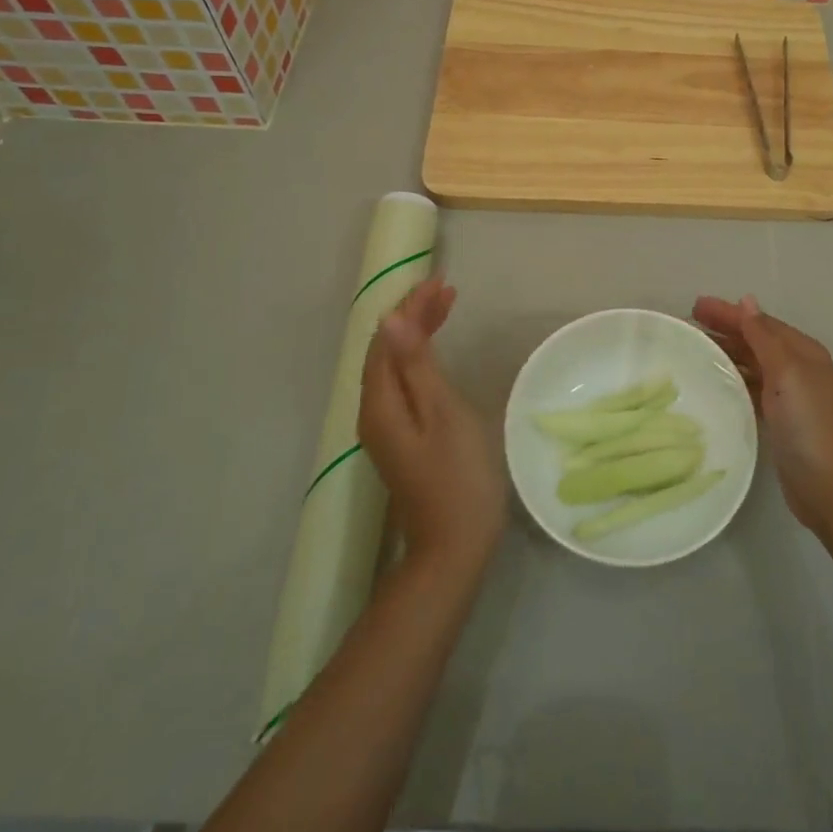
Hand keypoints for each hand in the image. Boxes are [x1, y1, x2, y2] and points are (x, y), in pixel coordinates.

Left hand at [358, 279, 505, 576]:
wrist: (454, 547)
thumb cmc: (457, 476)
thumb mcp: (442, 413)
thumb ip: (416, 366)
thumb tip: (392, 320)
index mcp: (380, 403)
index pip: (387, 340)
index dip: (410, 308)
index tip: (441, 284)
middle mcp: (374, 412)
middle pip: (387, 350)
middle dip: (414, 316)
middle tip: (447, 291)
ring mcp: (386, 428)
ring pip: (394, 365)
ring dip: (417, 333)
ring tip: (446, 308)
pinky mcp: (401, 438)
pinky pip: (403, 383)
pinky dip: (419, 358)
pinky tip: (435, 354)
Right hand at [692, 294, 832, 536]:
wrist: (827, 487)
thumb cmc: (807, 424)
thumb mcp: (787, 373)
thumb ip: (764, 337)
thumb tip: (748, 300)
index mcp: (803, 351)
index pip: (760, 323)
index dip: (729, 313)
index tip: (695, 305)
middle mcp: (798, 367)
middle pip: (755, 340)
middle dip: (725, 328)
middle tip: (689, 321)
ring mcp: (789, 394)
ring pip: (752, 362)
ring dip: (726, 352)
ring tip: (694, 347)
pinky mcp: (779, 417)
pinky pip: (751, 386)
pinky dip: (733, 378)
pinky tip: (713, 380)